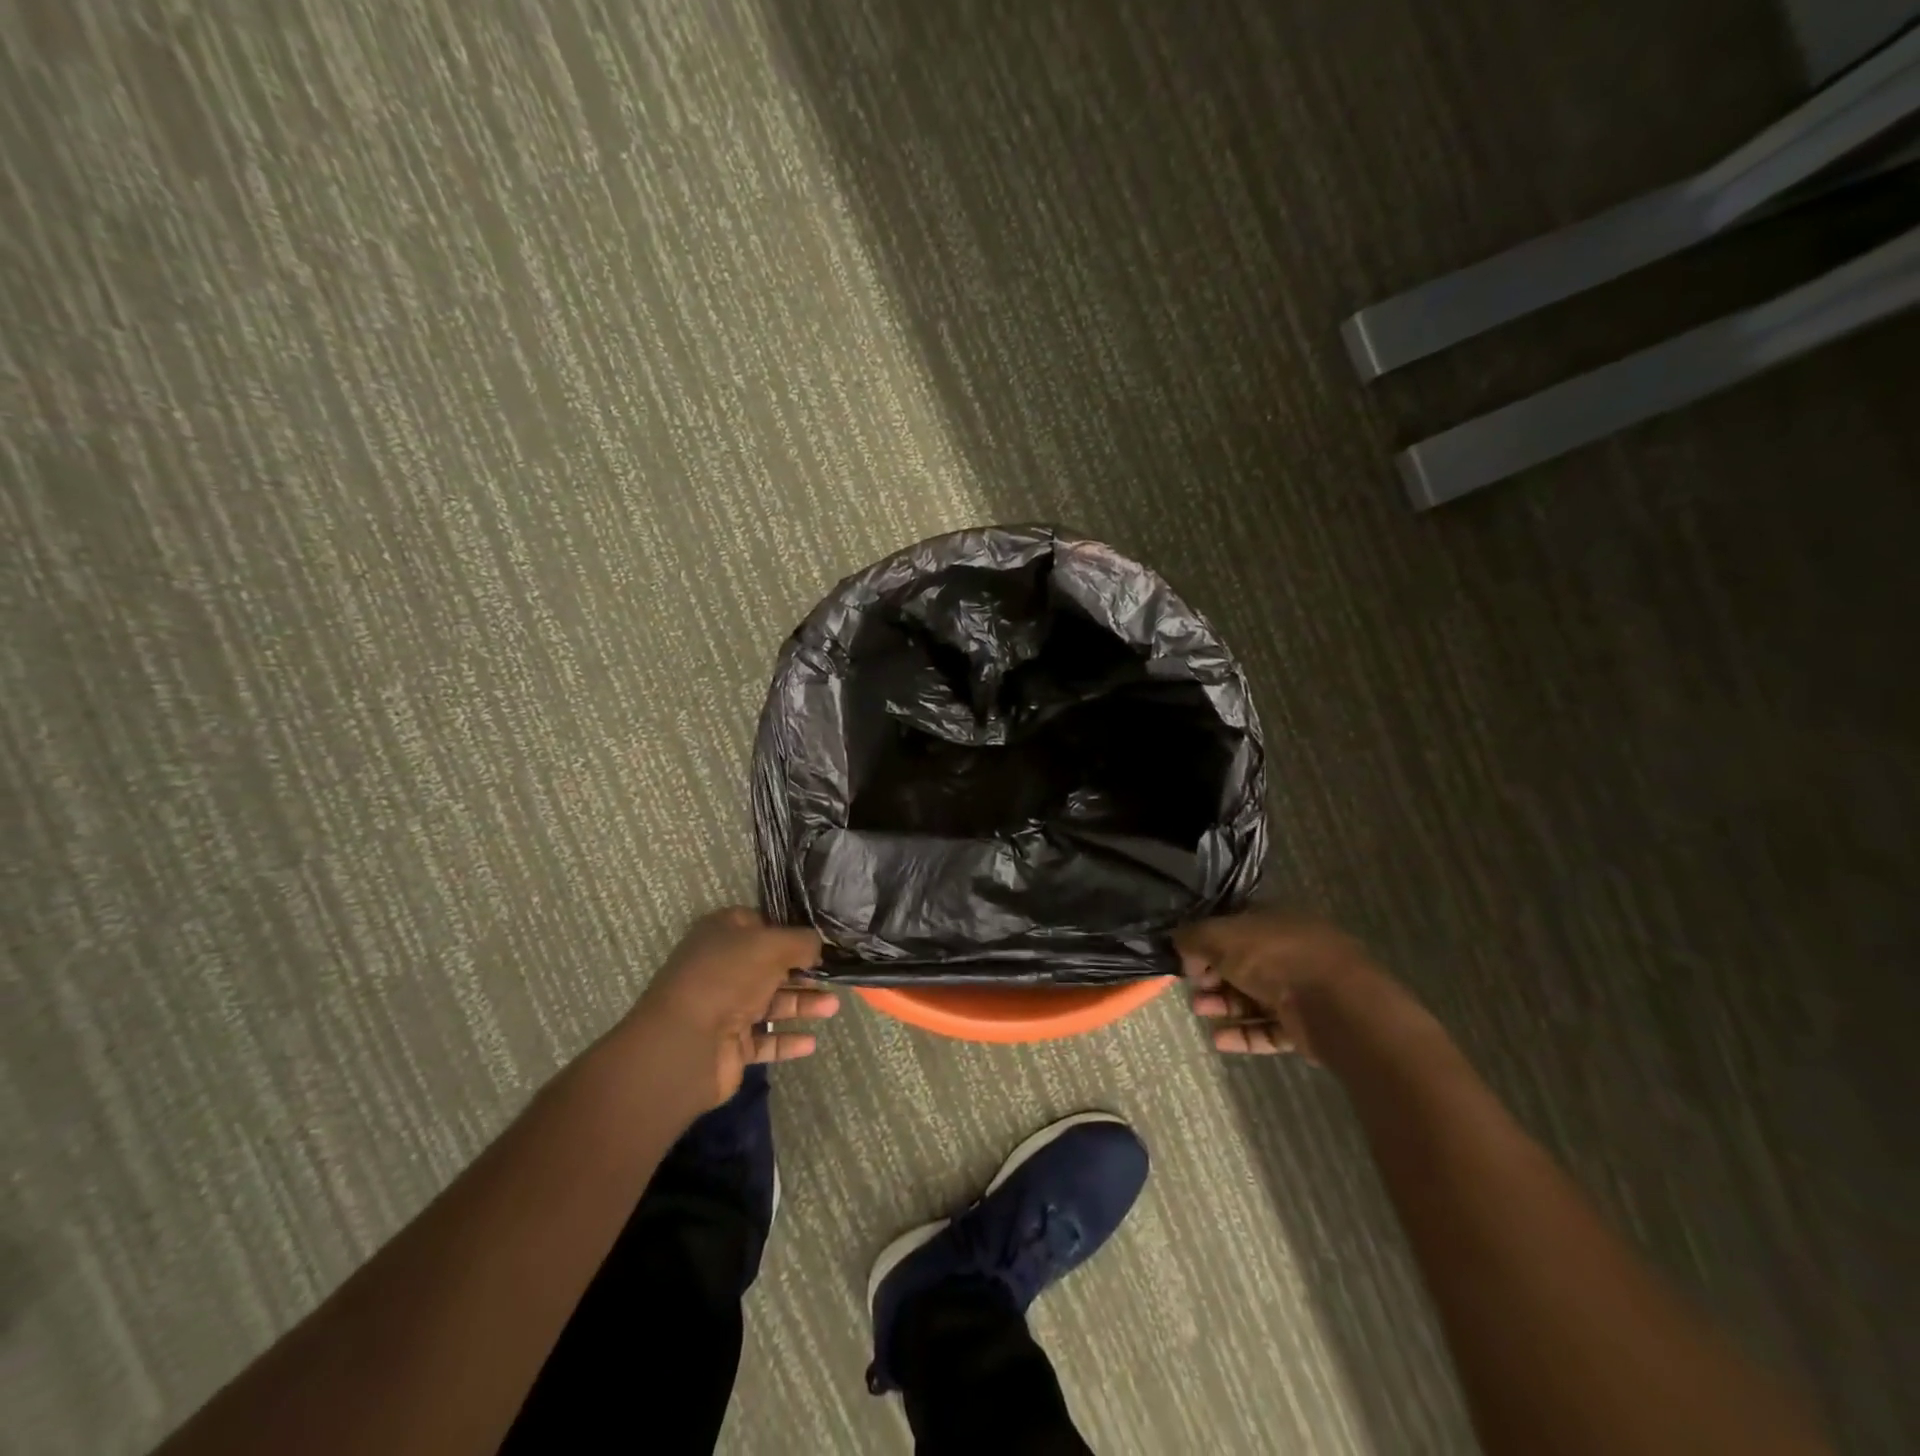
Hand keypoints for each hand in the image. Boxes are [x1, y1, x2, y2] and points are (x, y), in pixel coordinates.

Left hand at [633, 908, 836, 1105]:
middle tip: (836, 974)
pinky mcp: (730, 1044)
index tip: (822, 938)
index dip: (791, 929)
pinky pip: (765, 1039)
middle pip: (771, 966)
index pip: (762, 923)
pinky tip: (812, 1042)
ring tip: (834, 1007)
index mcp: (723, 934)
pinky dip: (788, 1040)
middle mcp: (723, 967)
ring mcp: (725, 1007)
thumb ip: (802, 941)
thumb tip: (818, 946)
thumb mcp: (772, 944)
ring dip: (803, 1004)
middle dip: (804, 970)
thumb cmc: (727, 977)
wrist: (685, 1044)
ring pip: (772, 1003)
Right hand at [1174, 911, 1384, 1058]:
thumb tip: (1178, 943)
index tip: (1186, 957)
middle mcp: (1291, 950)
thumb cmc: (1274, 957)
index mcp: (1275, 919)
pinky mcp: (1309, 1025)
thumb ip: (1193, 936)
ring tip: (1200, 1012)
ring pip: (1255, 996)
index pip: (1234, 926)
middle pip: (1243, 963)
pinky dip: (1244, 1033)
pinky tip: (1219, 1040)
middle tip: (1192, 988)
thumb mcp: (1221, 936)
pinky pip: (1270, 1028)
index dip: (1207, 940)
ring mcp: (1303, 989)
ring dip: (1224, 1005)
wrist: (1335, 1005)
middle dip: (1213, 976)